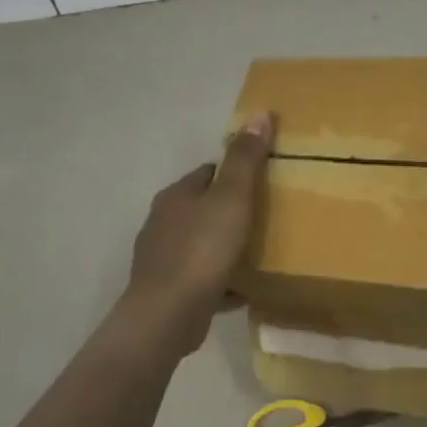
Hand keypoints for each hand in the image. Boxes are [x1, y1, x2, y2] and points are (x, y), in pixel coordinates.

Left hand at [119, 113, 271, 355]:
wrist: (168, 314)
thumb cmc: (202, 249)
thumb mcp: (232, 198)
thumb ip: (246, 159)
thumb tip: (259, 113)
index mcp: (177, 195)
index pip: (207, 172)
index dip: (234, 174)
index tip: (262, 183)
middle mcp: (163, 222)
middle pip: (202, 207)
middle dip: (229, 211)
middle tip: (265, 218)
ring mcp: (162, 257)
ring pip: (200, 243)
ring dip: (223, 246)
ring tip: (256, 254)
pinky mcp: (168, 289)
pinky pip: (201, 278)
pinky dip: (220, 280)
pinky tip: (242, 291)